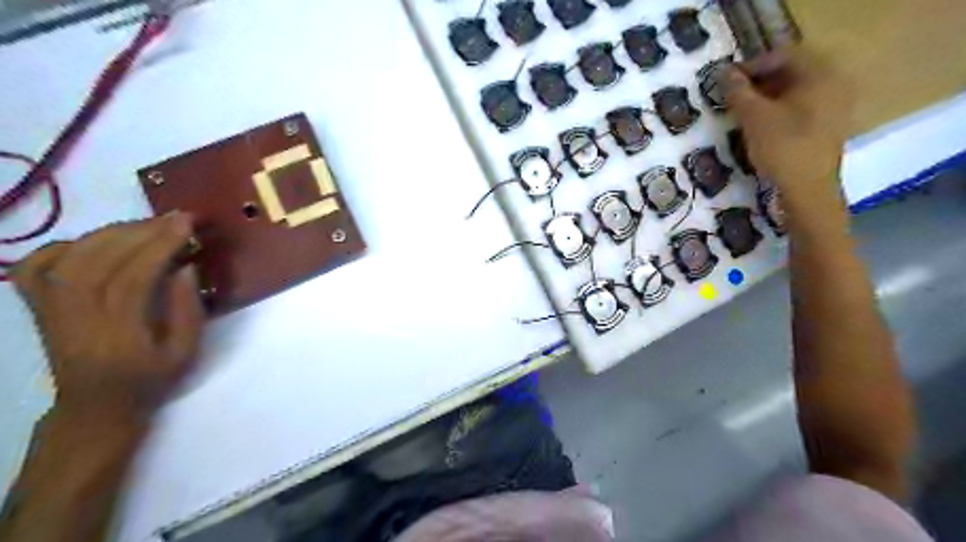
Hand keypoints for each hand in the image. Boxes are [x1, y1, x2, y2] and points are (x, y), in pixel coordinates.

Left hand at [8, 212, 207, 423]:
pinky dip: (62, 246)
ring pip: (71, 257)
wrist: (95, 405)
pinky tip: (93, 242)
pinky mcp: (39, 306)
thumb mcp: (185, 353)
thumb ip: (188, 310)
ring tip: (146, 224)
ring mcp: (50, 309)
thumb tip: (186, 267)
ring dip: (111, 233)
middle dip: (141, 232)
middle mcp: (75, 316)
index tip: (186, 224)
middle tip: (173, 217)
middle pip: (100, 261)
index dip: (160, 246)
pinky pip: (37, 265)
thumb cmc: (149, 380)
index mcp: (117, 333)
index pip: (133, 277)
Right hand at [725, 48, 851, 209]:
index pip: (783, 56)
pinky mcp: (828, 127)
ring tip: (741, 112)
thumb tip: (724, 73)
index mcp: (820, 75)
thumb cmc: (783, 148)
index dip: (752, 65)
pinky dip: (778, 111)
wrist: (808, 190)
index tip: (727, 81)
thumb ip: (739, 92)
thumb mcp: (754, 117)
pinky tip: (760, 126)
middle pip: (791, 72)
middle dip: (758, 82)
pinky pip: (800, 108)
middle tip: (732, 97)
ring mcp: (834, 106)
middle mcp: (834, 84)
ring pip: (794, 92)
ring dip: (766, 98)